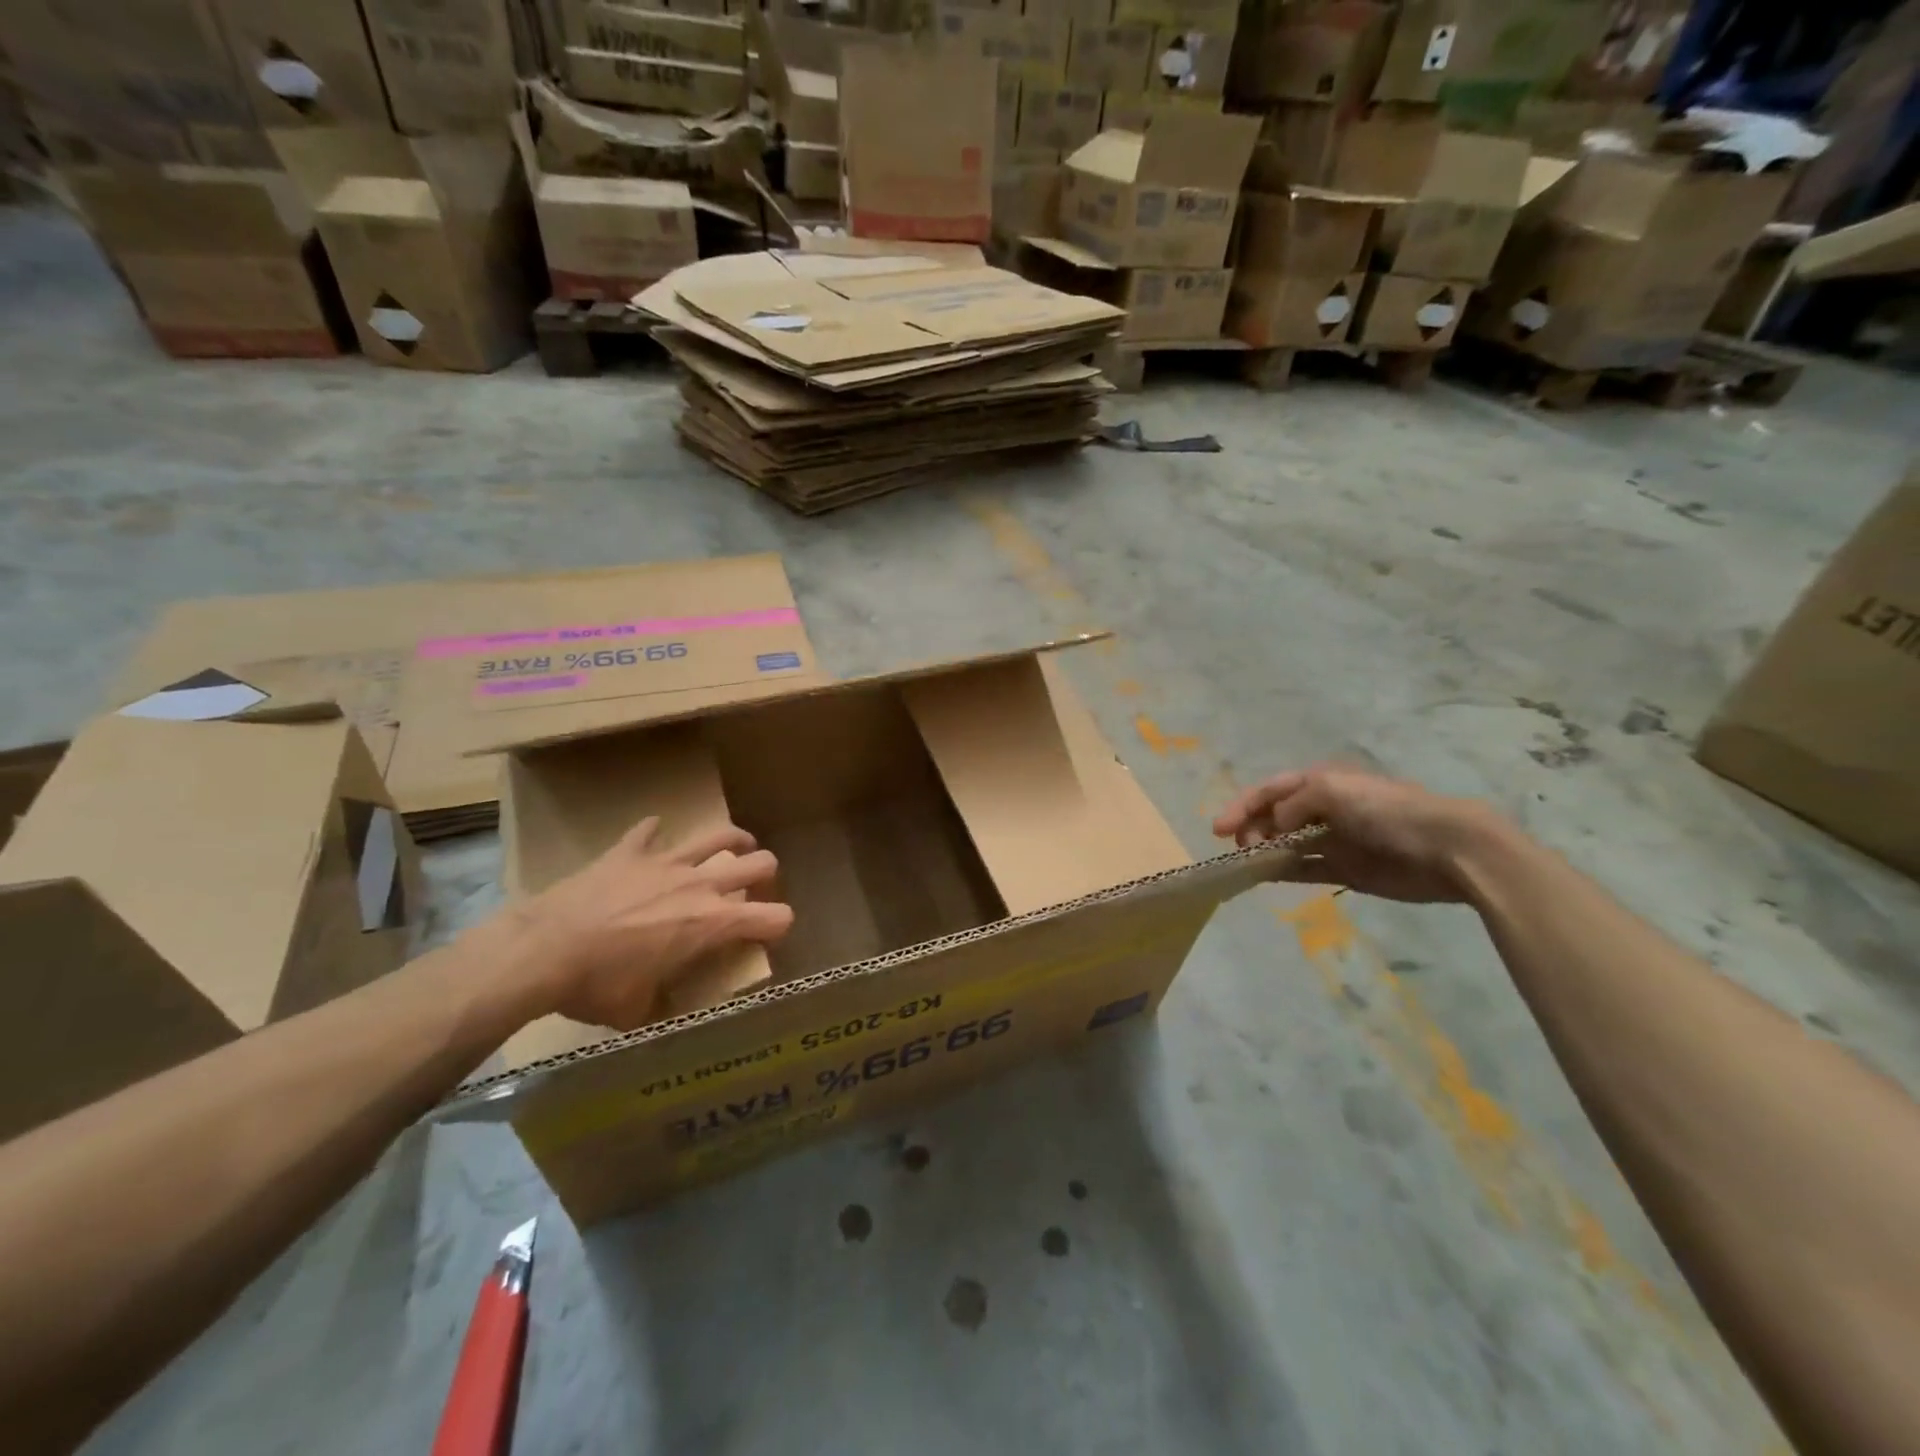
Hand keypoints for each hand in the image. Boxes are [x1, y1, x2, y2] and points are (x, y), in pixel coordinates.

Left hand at [517, 818, 793, 1028]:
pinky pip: (649, 831)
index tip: (769, 934)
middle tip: (755, 887)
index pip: (775, 917)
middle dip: (766, 874)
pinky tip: (652, 838)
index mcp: (713, 924)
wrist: (544, 951)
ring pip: (719, 836)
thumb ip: (663, 1001)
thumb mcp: (638, 1010)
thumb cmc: (598, 986)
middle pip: (760, 863)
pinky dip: (653, 835)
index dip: (780, 925)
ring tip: (735, 846)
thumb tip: (664, 1005)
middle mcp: (701, 885)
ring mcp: (666, 862)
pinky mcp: (630, 851)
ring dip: (733, 841)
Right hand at [1213, 764, 1496, 903]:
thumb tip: (1274, 826)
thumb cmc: (1387, 810)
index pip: (1271, 790)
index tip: (1218, 828)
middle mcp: (1324, 808)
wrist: (1447, 848)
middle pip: (1275, 816)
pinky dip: (1283, 871)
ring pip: (1287, 844)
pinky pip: (1306, 869)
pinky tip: (1264, 877)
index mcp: (1321, 782)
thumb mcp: (1332, 790)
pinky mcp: (1347, 869)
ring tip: (1244, 863)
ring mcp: (1335, 839)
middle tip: (1240, 847)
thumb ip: (1293, 804)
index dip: (1242, 805)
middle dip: (1251, 828)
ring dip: (1263, 850)